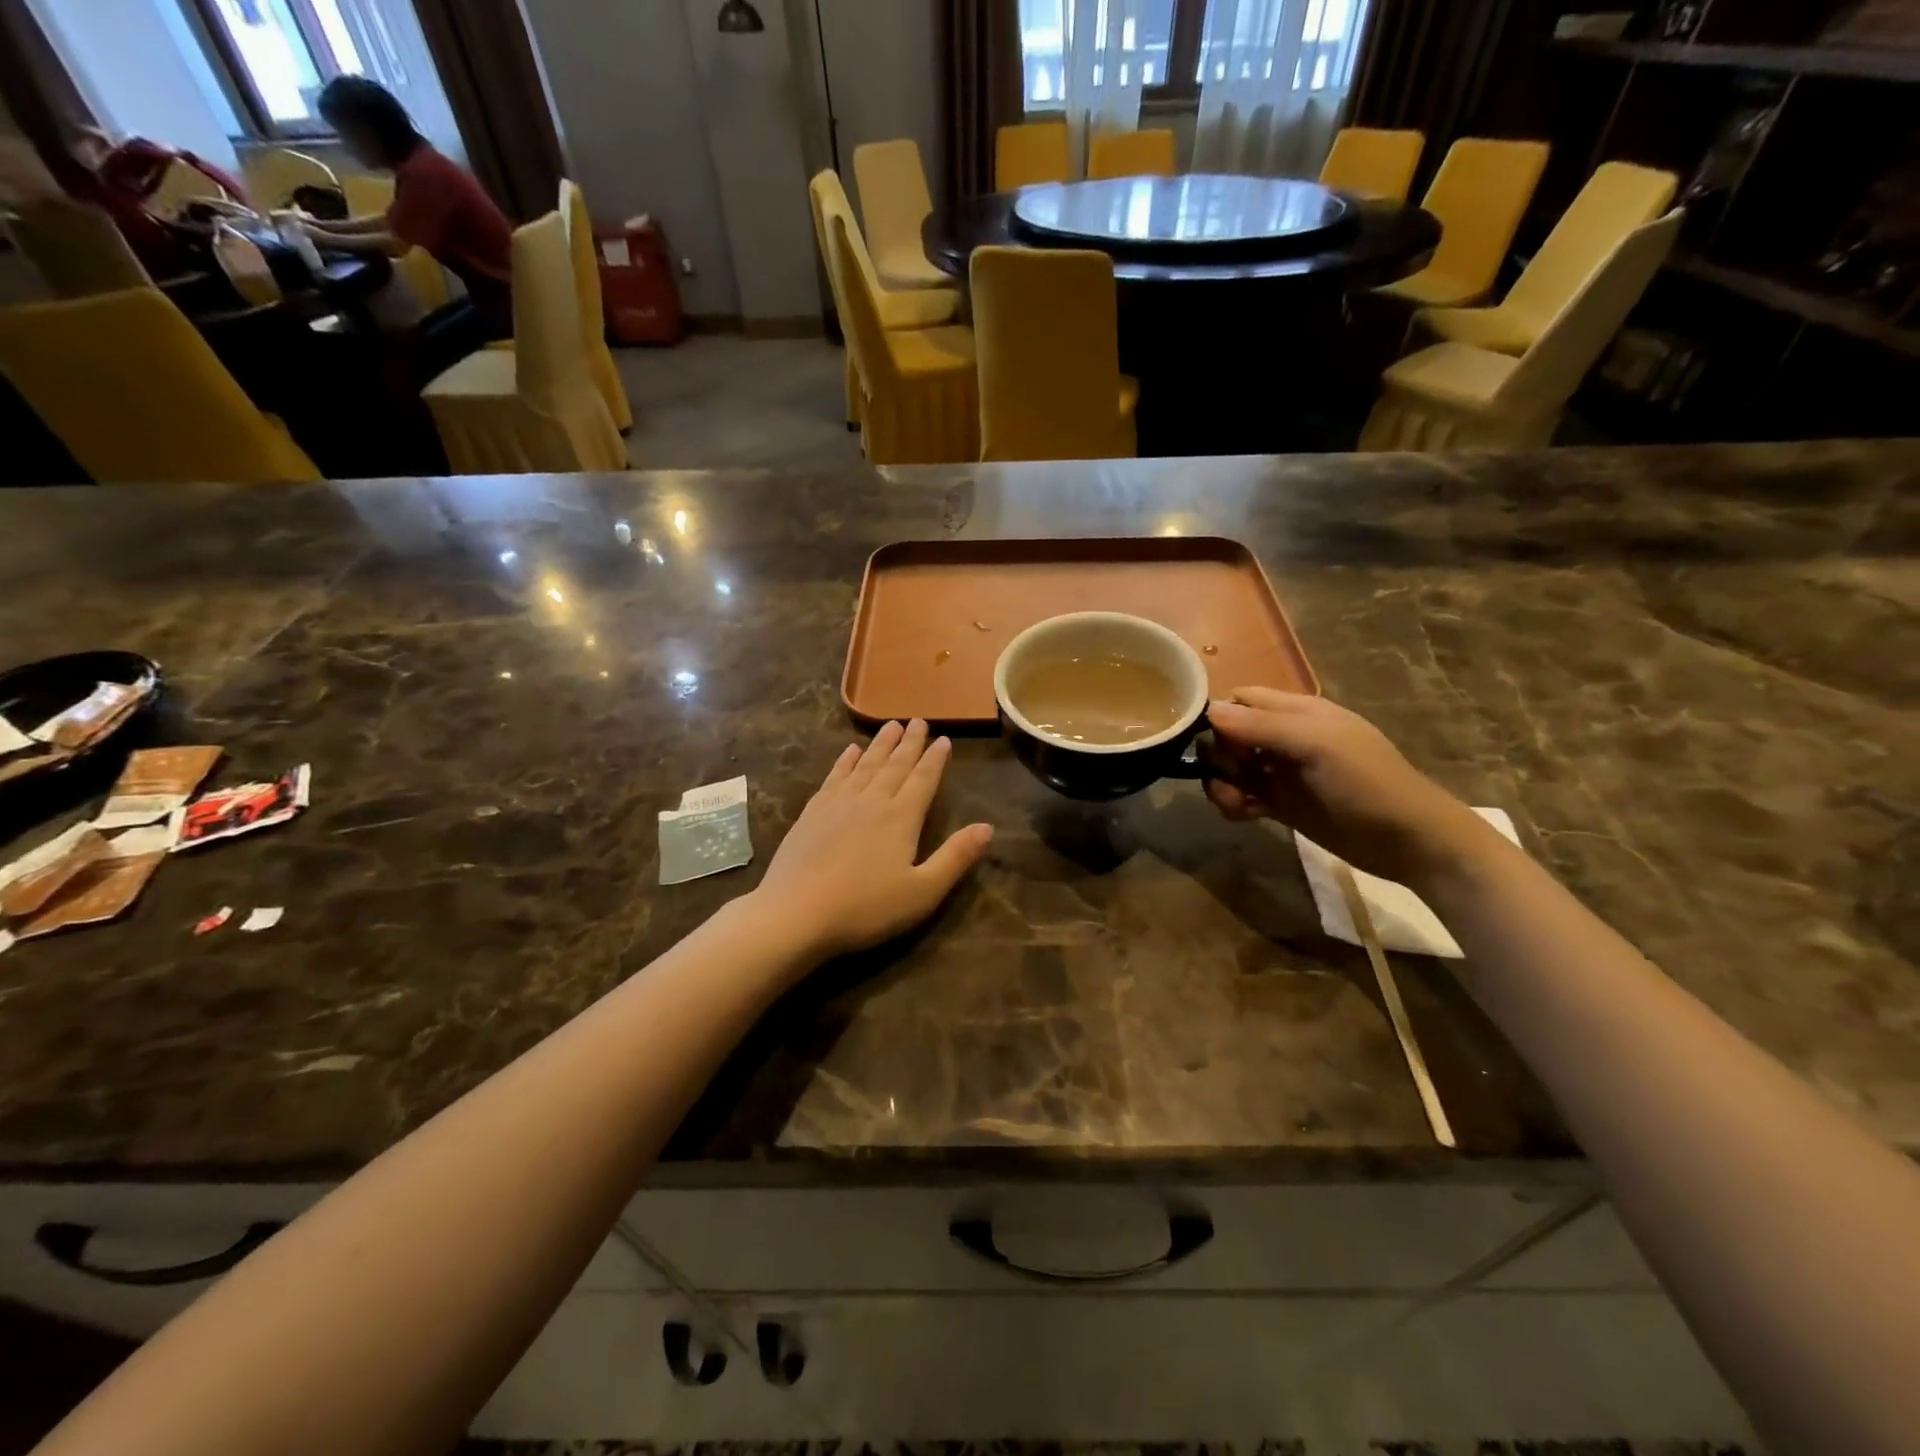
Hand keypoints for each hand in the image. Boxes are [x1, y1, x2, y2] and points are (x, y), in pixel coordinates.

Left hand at [752, 720, 992, 960]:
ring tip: (890, 724)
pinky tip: (850, 751)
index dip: (935, 759)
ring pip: (865, 765)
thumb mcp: (922, 892)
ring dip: (880, 744)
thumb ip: (956, 857)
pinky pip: (834, 776)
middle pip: (895, 765)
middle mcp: (872, 801)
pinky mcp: (812, 812)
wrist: (795, 912)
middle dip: (909, 742)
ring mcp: (838, 804)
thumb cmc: (865, 908)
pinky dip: (845, 761)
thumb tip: (988, 827)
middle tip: (918, 720)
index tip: (944, 739)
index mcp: (901, 818)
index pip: (923, 780)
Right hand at [1206, 689, 1494, 885]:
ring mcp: (1282, 773)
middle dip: (1219, 755)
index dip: (1220, 715)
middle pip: (1230, 736)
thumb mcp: (1315, 745)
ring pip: (1232, 769)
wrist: (1408, 841)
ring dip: (1222, 783)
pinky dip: (1234, 804)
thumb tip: (1208, 712)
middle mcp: (1285, 738)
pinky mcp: (1281, 805)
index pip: (1241, 699)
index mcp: (1297, 712)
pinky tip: (1246, 815)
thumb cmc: (1366, 782)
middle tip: (1233, 775)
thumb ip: (1261, 727)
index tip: (1210, 740)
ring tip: (1236, 802)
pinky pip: (1242, 797)